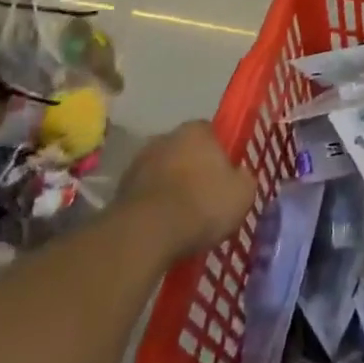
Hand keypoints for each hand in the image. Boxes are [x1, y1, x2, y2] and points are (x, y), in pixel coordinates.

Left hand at [117, 121, 255, 261]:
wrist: (147, 232)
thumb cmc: (202, 204)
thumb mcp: (242, 194)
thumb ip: (244, 179)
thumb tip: (239, 176)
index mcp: (197, 130)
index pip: (212, 133)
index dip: (220, 154)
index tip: (225, 176)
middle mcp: (166, 137)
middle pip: (184, 151)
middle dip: (192, 169)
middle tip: (204, 197)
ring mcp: (139, 162)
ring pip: (162, 172)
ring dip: (170, 187)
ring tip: (182, 218)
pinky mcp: (120, 189)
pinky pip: (145, 195)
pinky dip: (153, 206)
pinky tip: (163, 228)